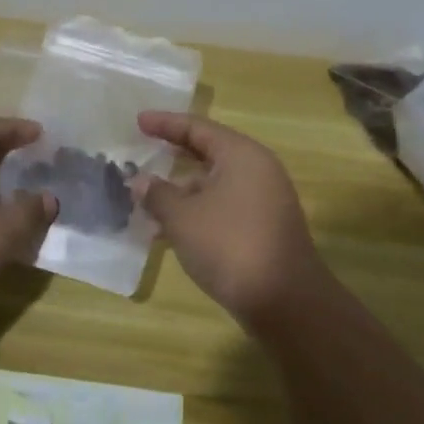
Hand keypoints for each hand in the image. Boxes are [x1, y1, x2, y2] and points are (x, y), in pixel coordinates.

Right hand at [135, 112, 327, 325]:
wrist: (286, 303)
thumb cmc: (230, 246)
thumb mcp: (183, 218)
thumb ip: (157, 194)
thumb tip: (140, 181)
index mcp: (241, 155)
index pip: (197, 128)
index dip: (165, 123)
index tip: (137, 121)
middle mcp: (257, 170)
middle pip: (208, 152)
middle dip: (173, 156)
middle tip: (142, 153)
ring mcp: (264, 200)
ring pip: (214, 184)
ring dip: (181, 191)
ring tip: (146, 202)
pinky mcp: (264, 228)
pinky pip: (223, 207)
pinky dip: (197, 212)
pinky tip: (170, 232)